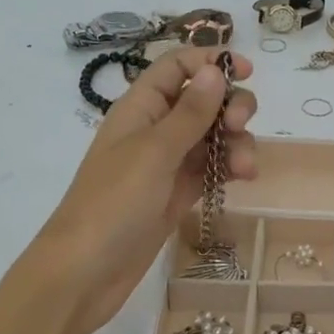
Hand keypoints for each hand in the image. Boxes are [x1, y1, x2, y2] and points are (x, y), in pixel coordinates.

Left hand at [33, 47, 256, 333]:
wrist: (86, 272)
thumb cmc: (114, 202)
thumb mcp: (155, 151)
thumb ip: (190, 112)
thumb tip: (215, 69)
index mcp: (140, 107)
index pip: (177, 67)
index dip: (210, 62)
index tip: (247, 72)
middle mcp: (155, 128)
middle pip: (203, 99)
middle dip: (230, 105)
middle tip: (240, 124)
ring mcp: (167, 163)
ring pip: (212, 135)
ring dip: (235, 142)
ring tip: (245, 168)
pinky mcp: (178, 193)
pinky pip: (211, 167)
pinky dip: (229, 166)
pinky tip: (243, 177)